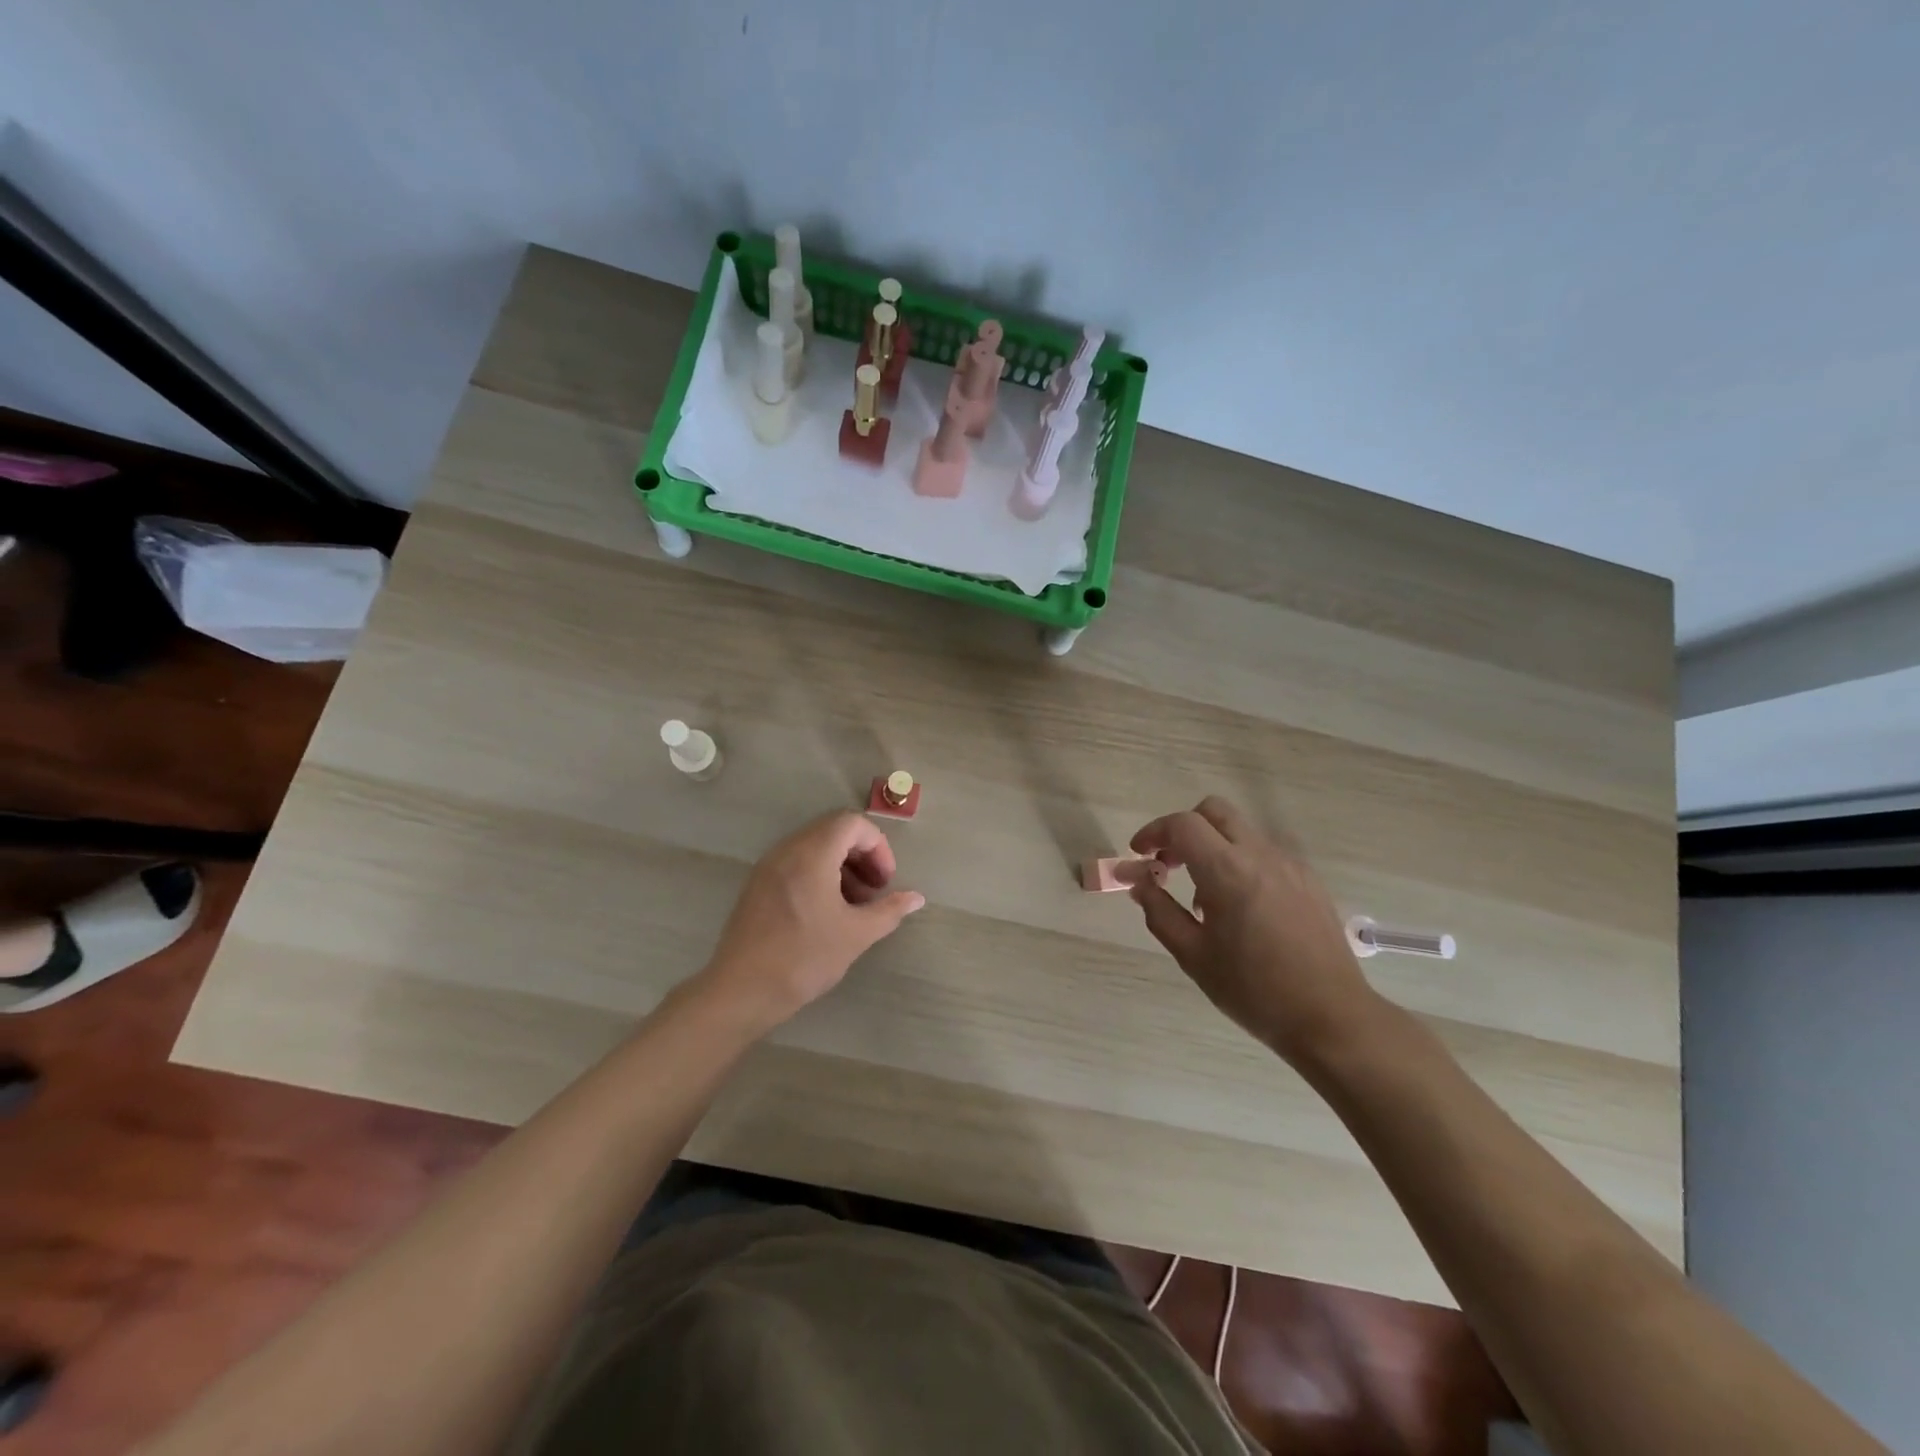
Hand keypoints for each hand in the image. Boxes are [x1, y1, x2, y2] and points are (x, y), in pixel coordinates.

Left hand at [698, 811, 923, 1033]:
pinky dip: (819, 874)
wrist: (741, 991)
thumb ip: (889, 910)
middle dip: (861, 856)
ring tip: (853, 905)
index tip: (885, 882)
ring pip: (814, 847)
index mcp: (812, 854)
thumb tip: (916, 897)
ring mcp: (768, 866)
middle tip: (874, 892)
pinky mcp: (757, 884)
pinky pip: (795, 863)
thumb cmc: (804, 958)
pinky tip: (826, 912)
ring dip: (841, 866)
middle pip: (833, 831)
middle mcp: (787, 850)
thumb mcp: (856, 935)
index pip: (852, 824)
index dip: (877, 847)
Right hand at [1129, 796, 1379, 1065]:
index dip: (1153, 832)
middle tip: (1168, 864)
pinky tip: (1239, 908)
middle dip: (1183, 828)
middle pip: (1214, 811)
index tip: (1139, 855)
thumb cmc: (1253, 990)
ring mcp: (1289, 865)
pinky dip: (1240, 862)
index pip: (1182, 824)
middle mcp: (1260, 855)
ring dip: (1212, 846)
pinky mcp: (1309, 881)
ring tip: (1203, 896)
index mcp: (1227, 871)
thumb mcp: (1193, 955)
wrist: (1331, 1018)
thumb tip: (1140, 883)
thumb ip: (1159, 912)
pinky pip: (1264, 854)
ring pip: (1241, 831)